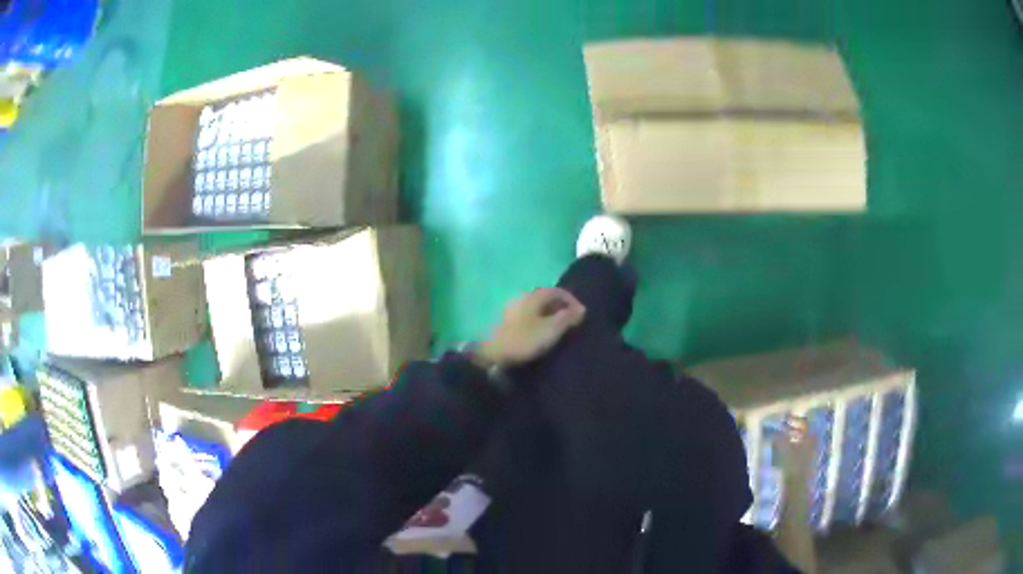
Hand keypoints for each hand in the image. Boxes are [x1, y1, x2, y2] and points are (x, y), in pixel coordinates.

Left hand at [476, 287, 585, 367]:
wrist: (491, 355)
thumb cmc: (524, 340)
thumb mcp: (551, 329)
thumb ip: (567, 318)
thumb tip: (581, 310)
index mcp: (534, 295)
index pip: (558, 290)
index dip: (572, 300)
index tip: (582, 315)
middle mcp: (523, 297)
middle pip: (547, 297)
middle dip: (562, 307)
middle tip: (572, 322)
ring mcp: (513, 309)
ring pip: (537, 307)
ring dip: (551, 315)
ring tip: (560, 329)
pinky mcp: (507, 322)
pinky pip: (529, 316)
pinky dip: (540, 321)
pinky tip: (542, 334)